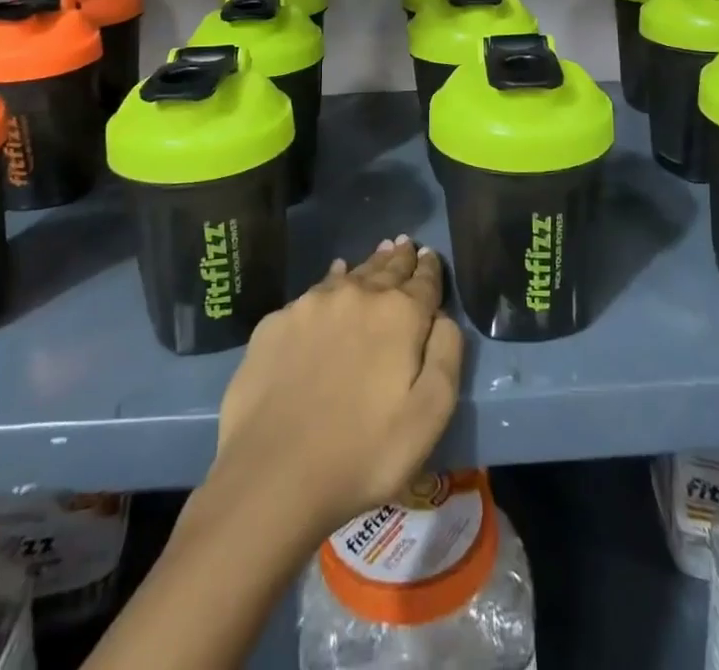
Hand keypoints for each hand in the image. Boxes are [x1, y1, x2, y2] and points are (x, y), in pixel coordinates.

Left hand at [209, 237, 463, 542]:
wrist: (272, 474)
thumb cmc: (363, 453)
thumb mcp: (428, 417)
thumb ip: (446, 357)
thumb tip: (443, 317)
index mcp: (399, 315)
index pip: (423, 281)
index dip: (429, 269)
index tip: (429, 256)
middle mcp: (357, 294)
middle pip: (386, 269)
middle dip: (400, 258)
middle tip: (406, 244)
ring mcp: (312, 304)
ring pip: (350, 274)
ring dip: (368, 265)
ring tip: (379, 253)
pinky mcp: (277, 321)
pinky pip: (314, 291)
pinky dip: (331, 282)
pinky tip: (333, 279)